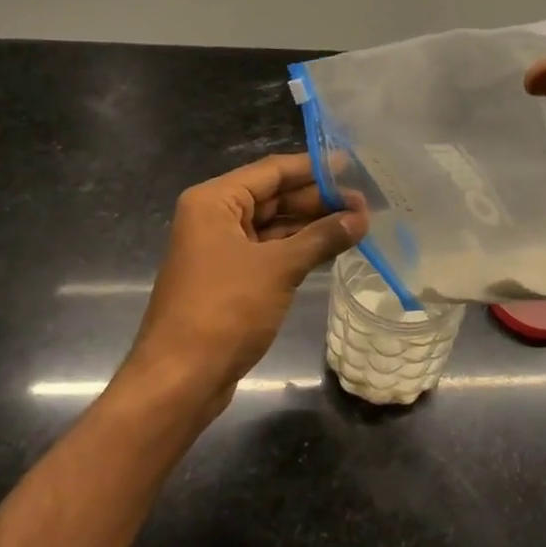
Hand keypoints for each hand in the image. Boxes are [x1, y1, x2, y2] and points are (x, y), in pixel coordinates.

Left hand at [114, 153, 365, 425]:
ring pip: (274, 226)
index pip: (272, 171)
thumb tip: (361, 217)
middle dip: (318, 200)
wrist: (181, 379)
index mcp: (214, 201)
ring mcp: (221, 250)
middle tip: (364, 204)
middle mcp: (214, 218)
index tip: (353, 167)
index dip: (313, 169)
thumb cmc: (224, 310)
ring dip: (312, 225)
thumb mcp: (278, 268)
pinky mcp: (230, 279)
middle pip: (273, 197)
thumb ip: (321, 237)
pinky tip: (333, 248)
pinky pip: (270, 252)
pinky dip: (299, 249)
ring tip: (358, 224)